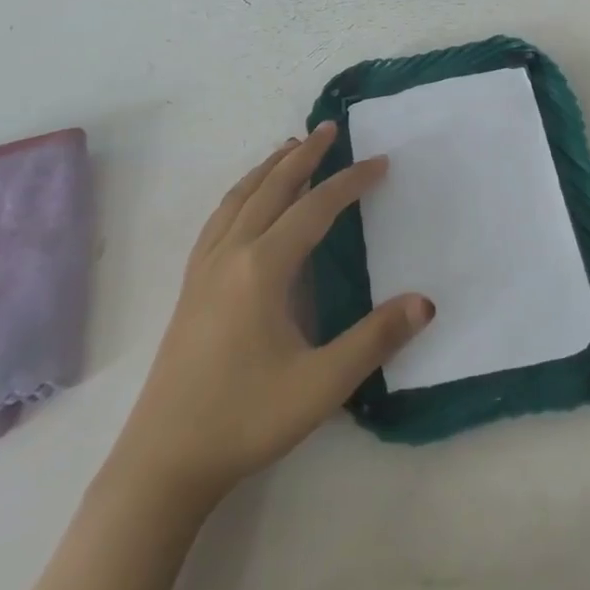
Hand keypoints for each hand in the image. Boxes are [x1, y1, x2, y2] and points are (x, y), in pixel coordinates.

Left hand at [107, 122, 432, 509]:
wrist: (164, 461)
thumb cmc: (246, 419)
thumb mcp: (321, 385)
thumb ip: (375, 339)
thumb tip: (425, 302)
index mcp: (262, 268)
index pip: (314, 209)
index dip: (349, 182)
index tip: (379, 162)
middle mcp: (230, 254)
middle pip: (271, 188)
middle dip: (304, 155)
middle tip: (330, 128)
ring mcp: (204, 268)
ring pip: (239, 198)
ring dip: (268, 168)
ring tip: (290, 148)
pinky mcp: (190, 286)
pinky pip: (219, 218)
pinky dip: (240, 193)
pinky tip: (245, 201)